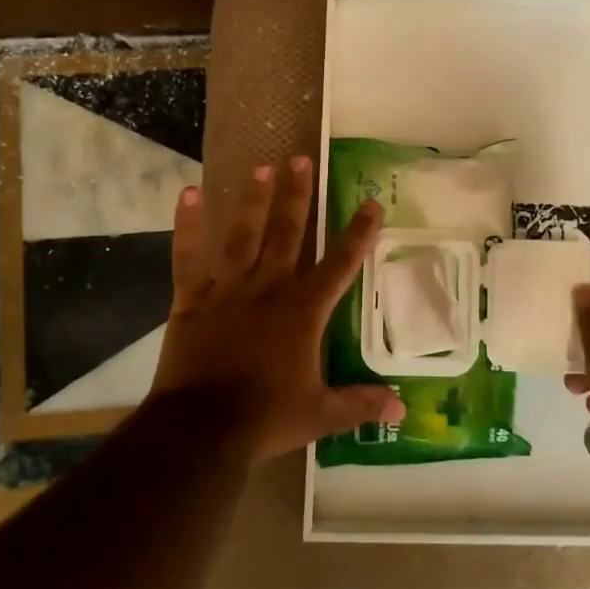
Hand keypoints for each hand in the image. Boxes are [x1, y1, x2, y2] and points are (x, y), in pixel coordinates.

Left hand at [149, 156, 404, 460]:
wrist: (202, 429)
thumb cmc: (266, 417)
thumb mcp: (320, 414)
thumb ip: (360, 404)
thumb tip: (401, 409)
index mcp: (303, 311)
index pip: (340, 264)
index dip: (358, 233)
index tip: (370, 203)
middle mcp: (269, 288)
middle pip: (288, 233)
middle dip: (297, 195)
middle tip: (301, 159)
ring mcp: (228, 289)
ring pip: (244, 235)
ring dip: (254, 200)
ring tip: (262, 166)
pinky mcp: (192, 299)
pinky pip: (189, 256)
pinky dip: (188, 225)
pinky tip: (188, 194)